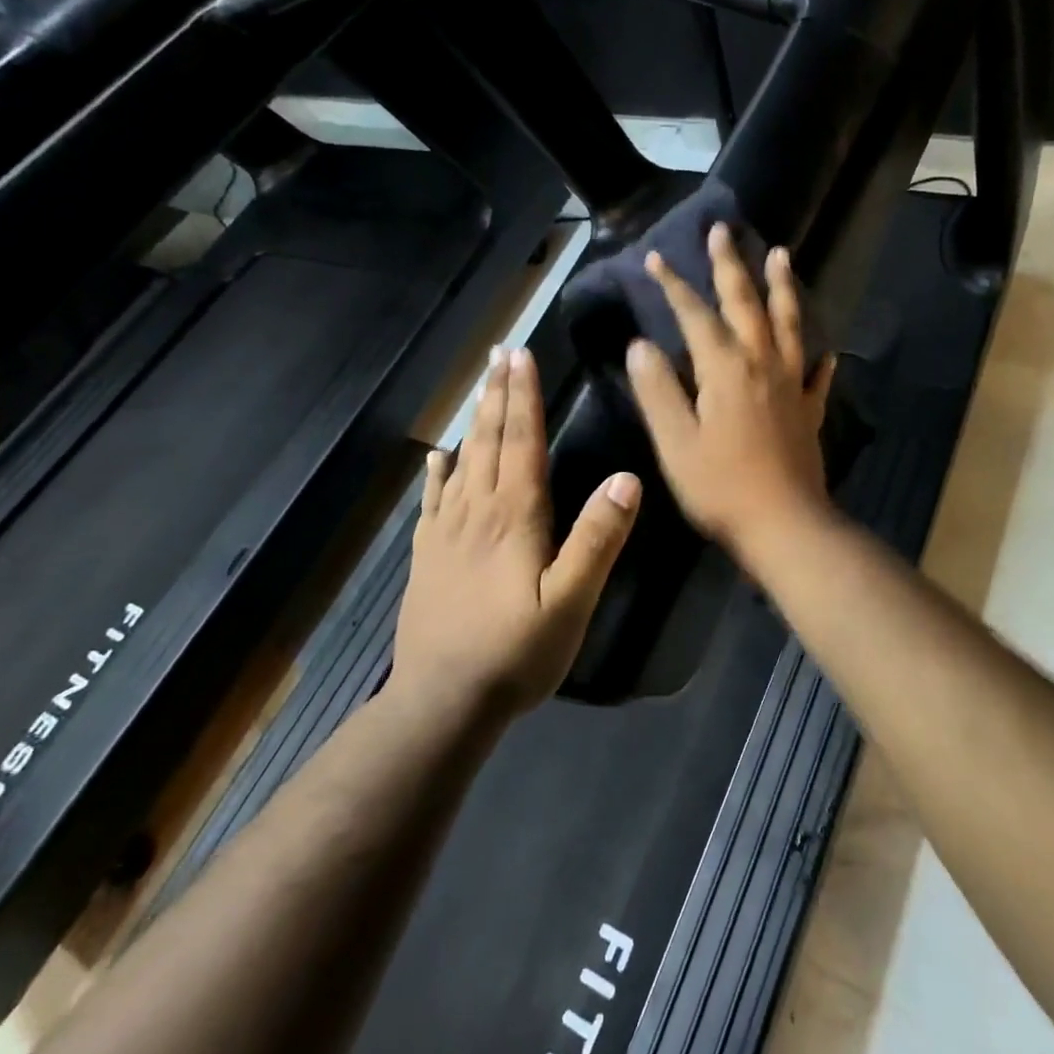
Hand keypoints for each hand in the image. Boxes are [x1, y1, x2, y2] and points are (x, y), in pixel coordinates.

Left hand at [393, 347, 640, 718]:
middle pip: (489, 441)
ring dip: (473, 421)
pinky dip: (438, 473)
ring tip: (480, 388)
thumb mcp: (571, 602)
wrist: (443, 700)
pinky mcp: (427, 557)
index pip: (522, 442)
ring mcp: (446, 533)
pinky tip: (437, 458)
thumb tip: (626, 479)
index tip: (522, 356)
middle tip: (500, 353)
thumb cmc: (516, 652)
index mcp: (514, 517)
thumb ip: (597, 539)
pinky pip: (433, 501)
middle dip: (497, 394)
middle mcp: (477, 512)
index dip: (524, 397)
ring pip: (462, 462)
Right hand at [626, 223, 836, 565]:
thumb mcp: (675, 442)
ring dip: (782, 288)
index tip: (656, 258)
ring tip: (781, 255)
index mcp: (725, 369)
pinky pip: (816, 374)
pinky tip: (826, 349)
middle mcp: (762, 364)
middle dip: (731, 266)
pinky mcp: (809, 411)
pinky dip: (819, 356)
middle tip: (724, 230)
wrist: (785, 526)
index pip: (695, 315)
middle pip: (746, 304)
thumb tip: (640, 345)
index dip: (674, 286)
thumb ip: (657, 390)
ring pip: (788, 324)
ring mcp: (791, 385)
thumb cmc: (720, 487)